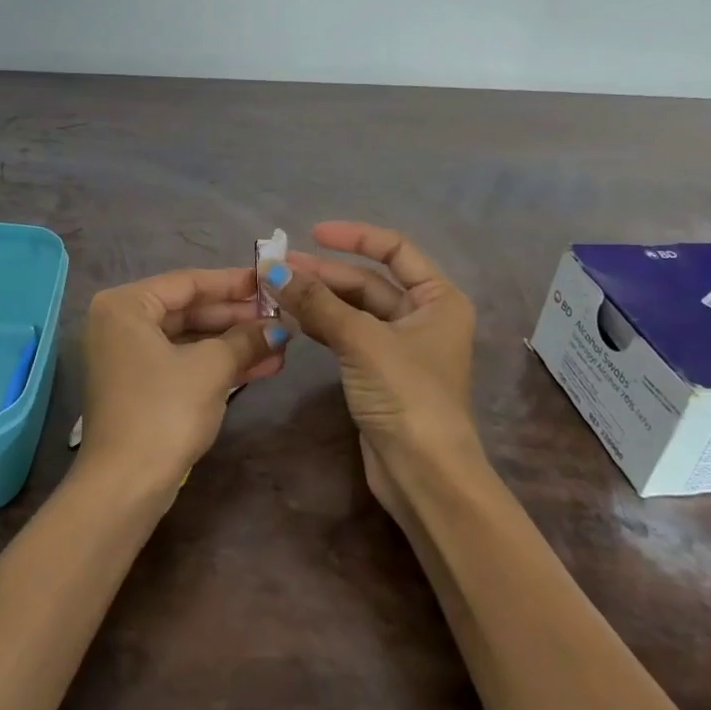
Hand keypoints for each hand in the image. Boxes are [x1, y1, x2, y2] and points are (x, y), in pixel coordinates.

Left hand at [78, 267, 286, 490]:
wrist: (125, 485)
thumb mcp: (211, 368)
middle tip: (280, 316)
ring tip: (279, 344)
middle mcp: (120, 324)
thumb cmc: (164, 411)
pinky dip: (217, 365)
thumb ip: (246, 339)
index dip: (233, 282)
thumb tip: (279, 327)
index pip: (187, 282)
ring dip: (233, 343)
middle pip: (188, 310)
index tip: (270, 281)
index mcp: (125, 305)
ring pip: (189, 339)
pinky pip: (183, 363)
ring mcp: (128, 358)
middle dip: (237, 317)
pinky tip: (260, 367)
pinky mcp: (139, 388)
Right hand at [262, 223, 478, 510]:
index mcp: (438, 298)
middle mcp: (422, 315)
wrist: (425, 475)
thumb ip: (317, 302)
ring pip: (353, 309)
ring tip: (275, 289)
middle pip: (368, 281)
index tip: (312, 234)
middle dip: (324, 273)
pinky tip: (290, 317)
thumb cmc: (407, 396)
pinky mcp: (379, 371)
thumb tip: (272, 268)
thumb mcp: (362, 341)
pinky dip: (320, 324)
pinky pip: (346, 334)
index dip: (354, 237)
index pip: (394, 250)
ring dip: (317, 298)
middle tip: (278, 268)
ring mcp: (399, 346)